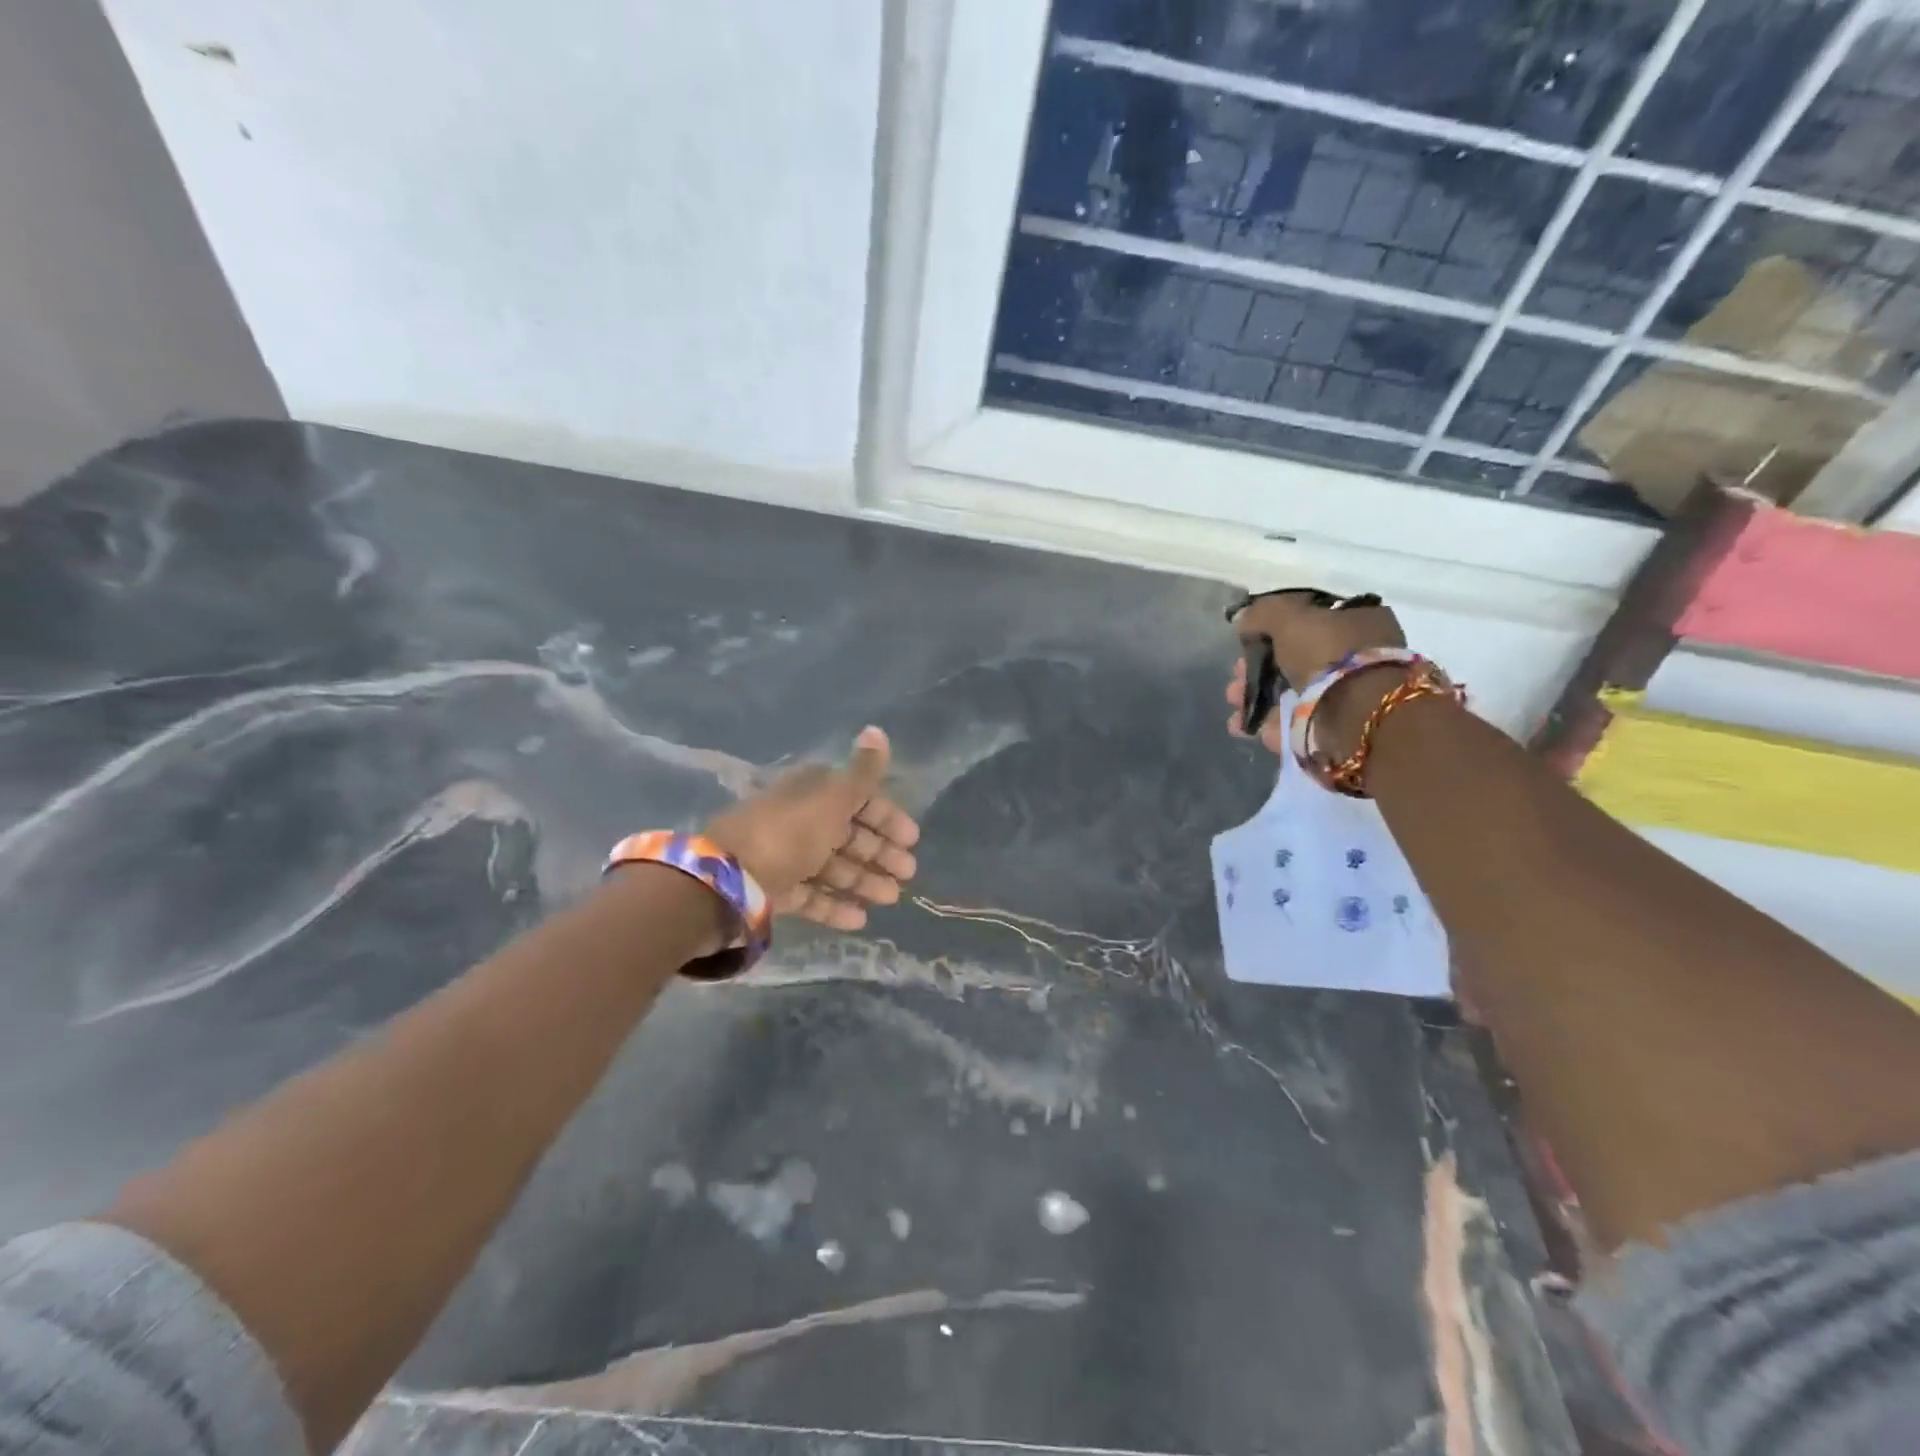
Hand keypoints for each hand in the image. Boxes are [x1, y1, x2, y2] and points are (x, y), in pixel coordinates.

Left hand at [704, 726, 919, 930]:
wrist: (727, 879)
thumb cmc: (788, 833)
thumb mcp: (831, 798)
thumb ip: (861, 772)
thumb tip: (877, 730)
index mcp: (812, 793)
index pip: (857, 799)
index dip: (886, 817)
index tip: (912, 839)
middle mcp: (800, 820)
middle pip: (848, 835)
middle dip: (880, 852)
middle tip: (908, 873)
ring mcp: (786, 857)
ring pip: (833, 867)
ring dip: (864, 880)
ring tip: (892, 898)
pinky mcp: (775, 890)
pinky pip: (812, 896)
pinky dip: (835, 906)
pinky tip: (860, 920)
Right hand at [1226, 591, 1407, 758]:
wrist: (1356, 715)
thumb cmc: (1328, 654)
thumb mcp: (1289, 617)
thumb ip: (1262, 613)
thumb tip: (1243, 618)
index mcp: (1357, 620)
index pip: (1308, 618)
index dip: (1272, 628)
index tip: (1246, 640)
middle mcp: (1355, 655)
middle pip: (1294, 658)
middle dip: (1258, 668)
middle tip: (1235, 677)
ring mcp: (1346, 694)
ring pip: (1290, 693)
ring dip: (1256, 698)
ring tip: (1235, 705)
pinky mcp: (1334, 728)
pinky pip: (1294, 722)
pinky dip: (1268, 724)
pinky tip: (1246, 726)